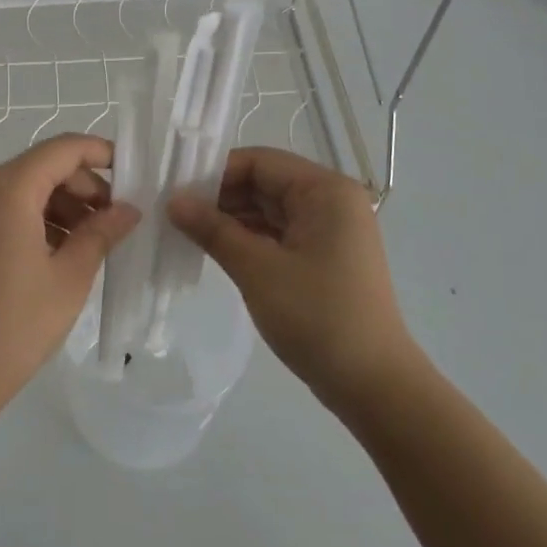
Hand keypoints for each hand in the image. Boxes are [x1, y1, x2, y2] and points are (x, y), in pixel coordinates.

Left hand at [0, 134, 139, 439]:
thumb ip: (101, 233)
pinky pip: (8, 208)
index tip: (135, 176)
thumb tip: (128, 209)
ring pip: (27, 187)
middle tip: (118, 221)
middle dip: (85, 186)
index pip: (63, 149)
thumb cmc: (13, 325)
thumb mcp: (69, 277)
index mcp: (7, 188)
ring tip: (95, 242)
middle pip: (44, 166)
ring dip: (63, 205)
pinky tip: (63, 252)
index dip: (101, 154)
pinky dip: (39, 219)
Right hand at [169, 146, 417, 418]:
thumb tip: (173, 201)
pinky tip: (216, 250)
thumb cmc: (317, 316)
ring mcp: (330, 231)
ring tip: (186, 232)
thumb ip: (213, 229)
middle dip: (221, 196)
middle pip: (265, 182)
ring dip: (231, 219)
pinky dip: (248, 239)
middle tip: (174, 213)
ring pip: (269, 210)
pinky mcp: (324, 258)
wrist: (373, 385)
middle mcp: (332, 201)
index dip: (215, 173)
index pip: (260, 161)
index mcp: (325, 191)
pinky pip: (279, 234)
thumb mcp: (257, 269)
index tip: (176, 192)